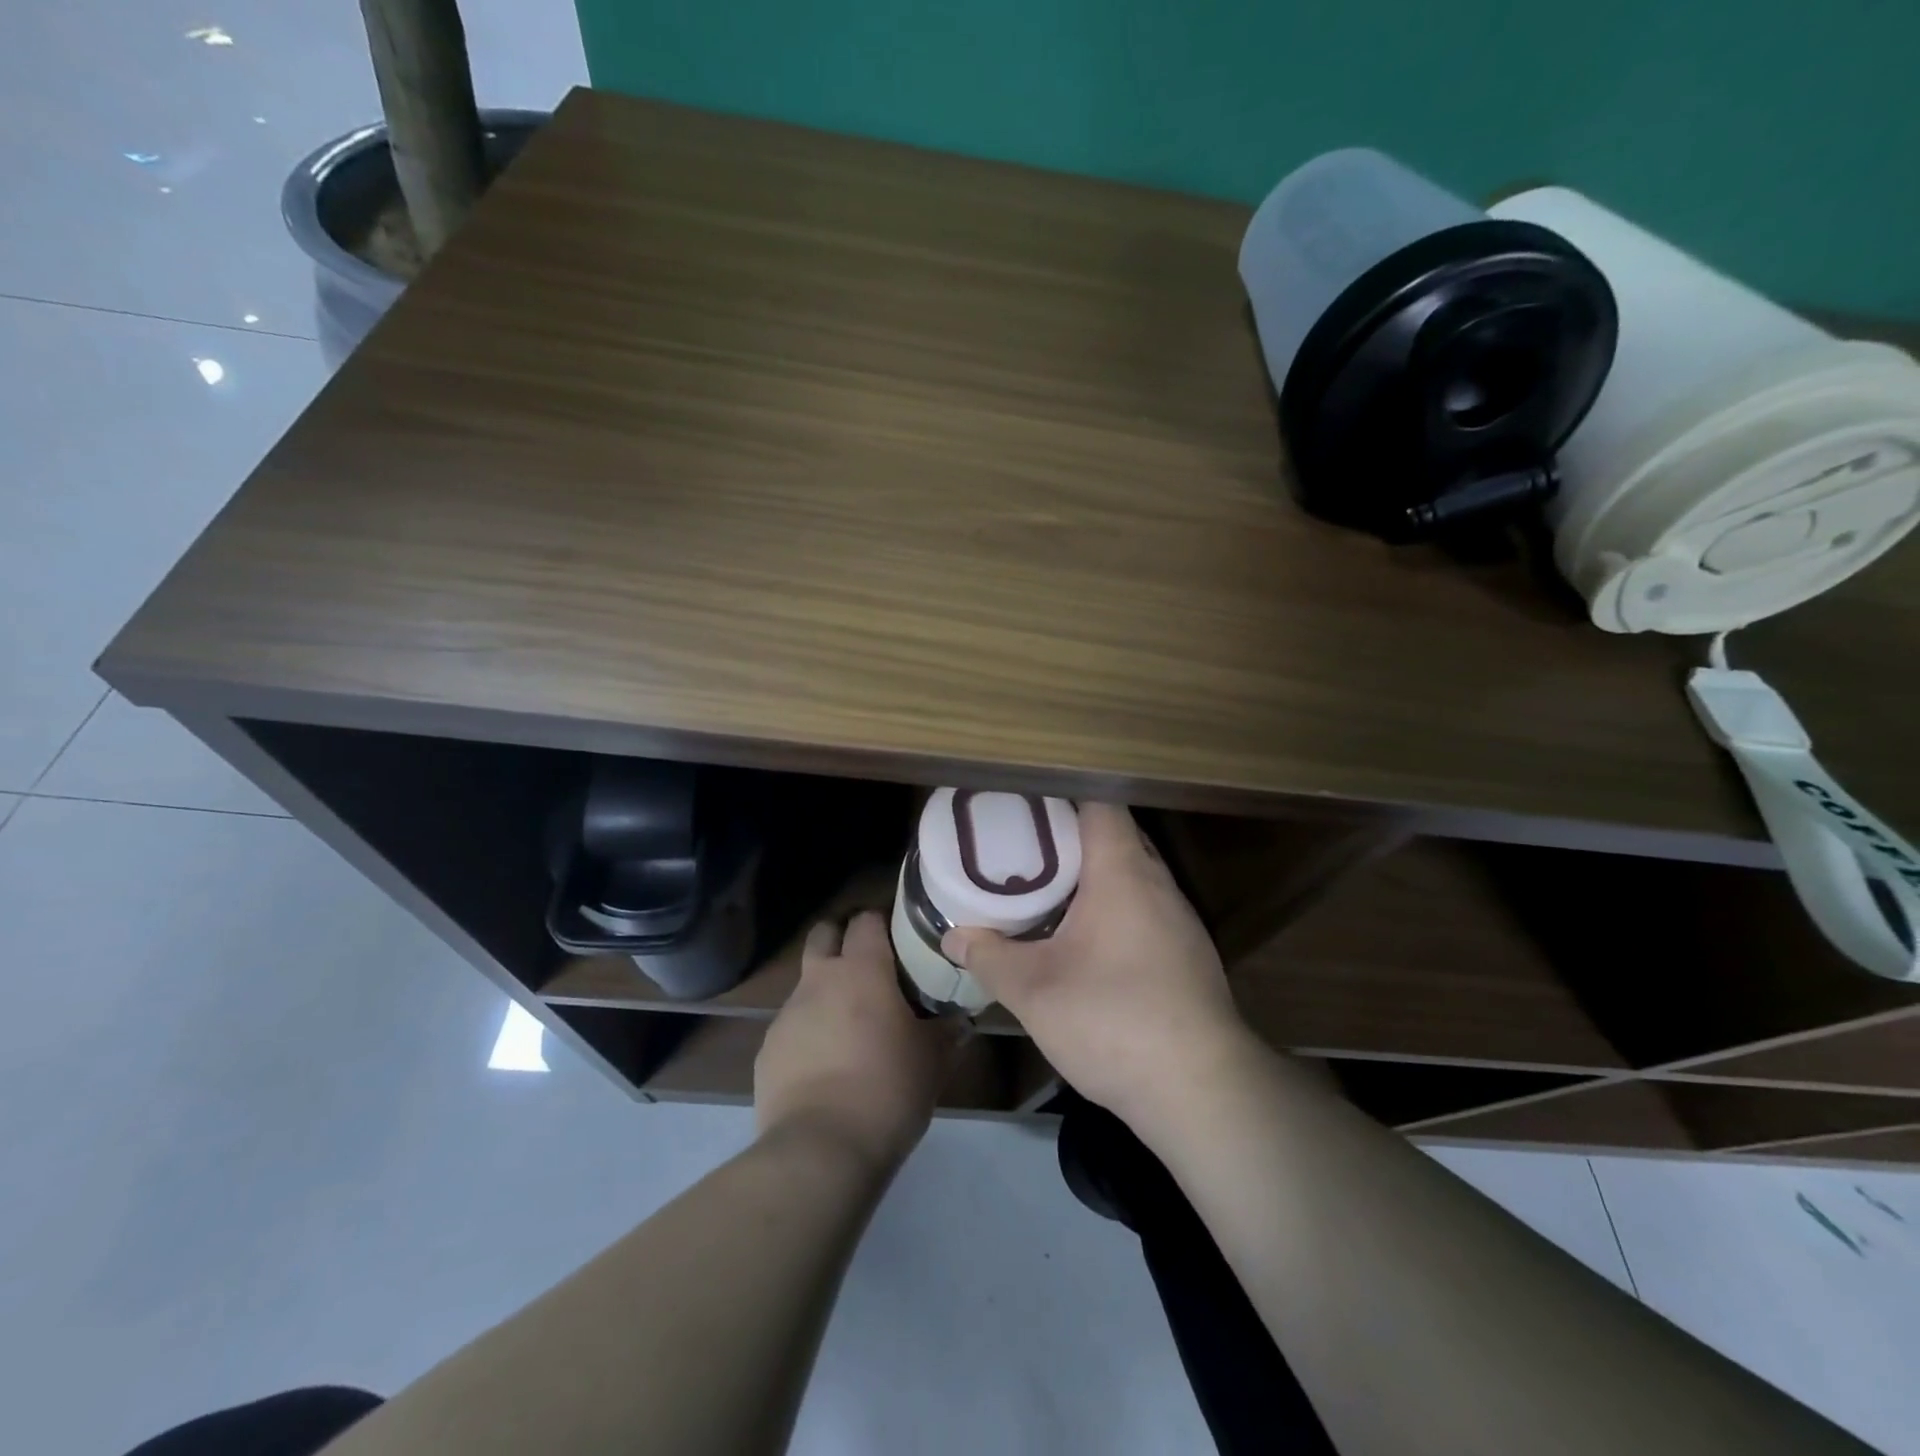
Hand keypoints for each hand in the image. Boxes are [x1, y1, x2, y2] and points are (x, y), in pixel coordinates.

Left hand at [755, 910, 959, 1173]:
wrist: (819, 1151)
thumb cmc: (887, 1091)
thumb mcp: (933, 1062)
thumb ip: (947, 1033)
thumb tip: (960, 1021)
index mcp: (861, 970)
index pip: (866, 919)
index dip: (882, 922)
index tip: (900, 938)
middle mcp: (818, 980)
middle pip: (824, 933)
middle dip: (843, 939)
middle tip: (870, 967)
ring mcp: (786, 1014)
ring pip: (807, 982)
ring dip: (826, 992)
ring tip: (851, 1027)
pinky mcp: (767, 1050)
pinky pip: (792, 1026)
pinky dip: (809, 1033)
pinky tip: (826, 1066)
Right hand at [941, 802, 1251, 1128]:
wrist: (1201, 1089)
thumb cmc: (1113, 1019)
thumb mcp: (1034, 990)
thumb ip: (989, 957)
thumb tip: (953, 937)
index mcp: (1122, 871)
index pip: (1099, 802)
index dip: (1062, 795)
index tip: (1024, 804)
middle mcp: (1157, 882)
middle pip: (1115, 834)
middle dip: (1070, 836)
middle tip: (1023, 846)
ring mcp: (1179, 918)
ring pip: (1132, 874)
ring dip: (1093, 875)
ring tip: (1047, 888)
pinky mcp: (1187, 953)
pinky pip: (1145, 907)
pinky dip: (1114, 906)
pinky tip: (1086, 940)